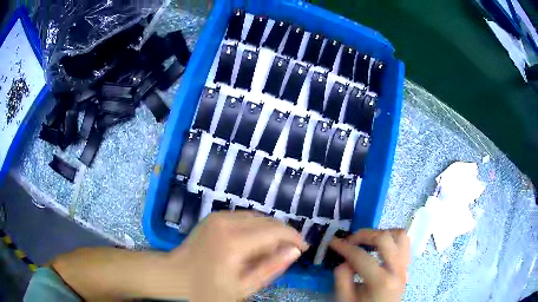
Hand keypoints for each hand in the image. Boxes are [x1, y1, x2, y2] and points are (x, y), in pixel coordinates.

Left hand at [170, 211, 307, 300]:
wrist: (173, 275)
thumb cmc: (207, 289)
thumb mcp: (243, 287)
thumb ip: (271, 268)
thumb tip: (294, 251)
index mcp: (234, 243)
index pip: (275, 231)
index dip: (294, 237)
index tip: (304, 248)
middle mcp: (227, 223)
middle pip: (268, 221)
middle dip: (283, 235)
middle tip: (285, 253)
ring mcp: (218, 217)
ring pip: (257, 217)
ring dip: (269, 231)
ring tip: (267, 251)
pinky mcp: (213, 216)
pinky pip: (244, 217)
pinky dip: (255, 228)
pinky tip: (251, 244)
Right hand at [329, 229, 409, 301]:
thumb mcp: (345, 299)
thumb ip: (342, 279)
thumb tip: (345, 260)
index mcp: (381, 281)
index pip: (361, 256)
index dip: (344, 247)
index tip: (333, 241)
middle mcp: (397, 270)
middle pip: (384, 238)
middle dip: (364, 235)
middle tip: (350, 240)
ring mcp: (405, 267)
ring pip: (400, 236)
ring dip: (382, 234)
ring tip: (368, 241)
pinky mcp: (407, 267)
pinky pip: (405, 243)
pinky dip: (393, 239)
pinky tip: (381, 247)